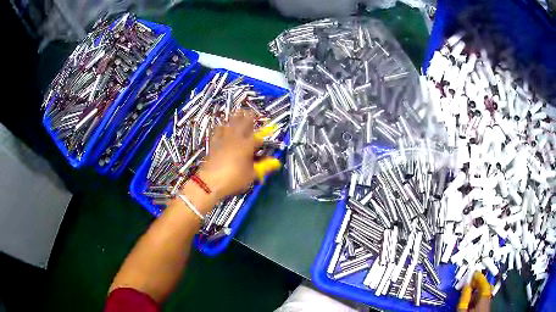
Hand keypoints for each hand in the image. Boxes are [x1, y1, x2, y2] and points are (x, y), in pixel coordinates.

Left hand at [196, 111, 277, 199]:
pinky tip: (222, 125)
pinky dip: (222, 126)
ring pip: (230, 123)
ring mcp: (223, 139)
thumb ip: (263, 167)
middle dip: (249, 117)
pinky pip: (218, 130)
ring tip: (238, 113)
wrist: (210, 182)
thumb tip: (275, 163)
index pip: (258, 137)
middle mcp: (236, 138)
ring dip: (235, 118)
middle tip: (251, 112)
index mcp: (247, 145)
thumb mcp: (251, 175)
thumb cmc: (234, 178)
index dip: (263, 135)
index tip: (267, 132)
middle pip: (243, 123)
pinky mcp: (214, 143)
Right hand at [458, 272, 491, 311]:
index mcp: (485, 297)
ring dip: (477, 291)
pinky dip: (478, 297)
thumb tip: (466, 284)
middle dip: (478, 283)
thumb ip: (465, 297)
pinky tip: (472, 300)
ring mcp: (487, 305)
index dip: (478, 276)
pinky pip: (483, 299)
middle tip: (469, 282)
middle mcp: (488, 299)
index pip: (484, 282)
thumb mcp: (462, 310)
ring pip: (484, 294)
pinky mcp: (486, 309)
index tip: (473, 272)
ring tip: (469, 291)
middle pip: (485, 287)